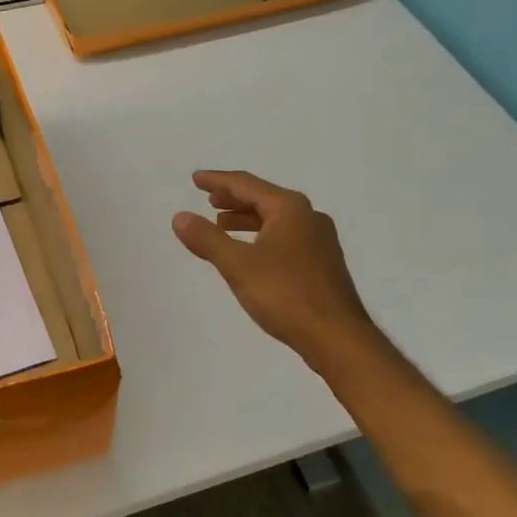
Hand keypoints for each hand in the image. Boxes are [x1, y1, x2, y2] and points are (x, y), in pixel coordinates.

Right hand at [173, 170, 377, 366]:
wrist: (336, 336)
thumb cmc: (285, 294)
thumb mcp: (238, 265)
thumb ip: (207, 239)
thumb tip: (180, 217)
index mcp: (289, 208)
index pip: (246, 184)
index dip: (218, 181)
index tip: (196, 179)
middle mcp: (308, 216)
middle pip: (264, 198)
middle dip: (234, 198)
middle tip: (208, 200)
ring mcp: (320, 240)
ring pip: (276, 219)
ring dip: (247, 218)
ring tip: (222, 224)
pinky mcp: (322, 263)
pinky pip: (285, 237)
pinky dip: (262, 236)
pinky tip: (251, 252)